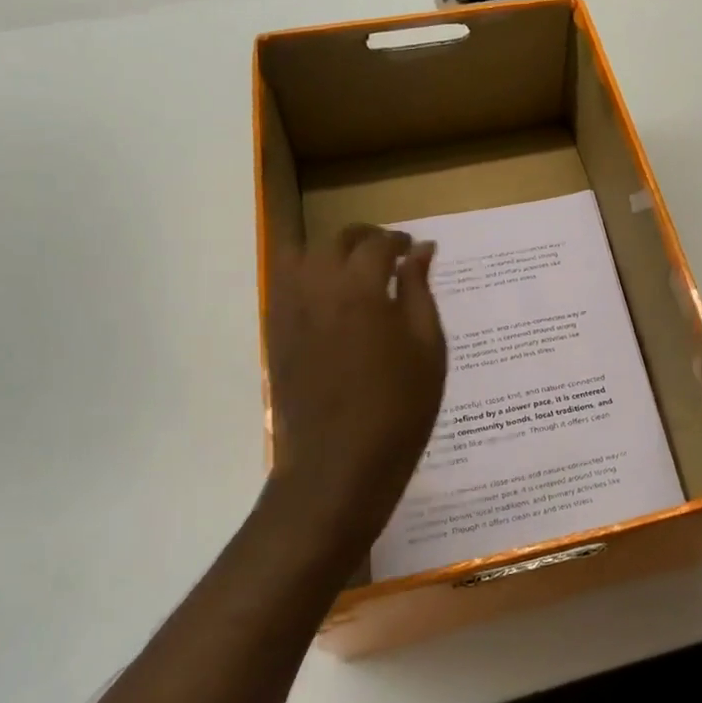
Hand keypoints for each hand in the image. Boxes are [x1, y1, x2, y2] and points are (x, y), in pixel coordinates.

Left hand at [266, 225, 446, 551]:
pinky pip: (284, 283)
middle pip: (336, 239)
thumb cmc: (399, 408)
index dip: (400, 241)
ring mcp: (289, 309)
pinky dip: (306, 274)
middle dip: (365, 238)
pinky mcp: (274, 331)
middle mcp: (318, 287)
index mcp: (361, 288)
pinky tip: (328, 296)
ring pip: (301, 253)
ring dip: (329, 250)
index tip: (414, 250)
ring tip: (354, 269)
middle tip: (389, 254)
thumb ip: (420, 291)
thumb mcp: (427, 347)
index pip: (378, 243)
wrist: (339, 464)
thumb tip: (421, 250)